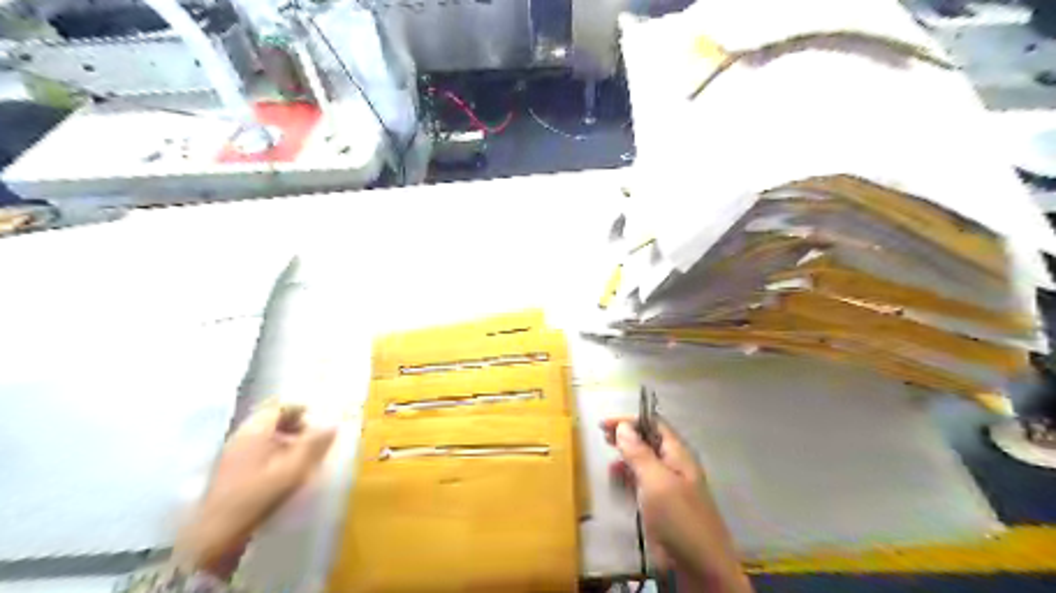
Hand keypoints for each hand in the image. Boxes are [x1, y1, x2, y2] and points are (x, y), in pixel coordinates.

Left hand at [173, 406, 336, 576]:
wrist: (216, 532)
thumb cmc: (258, 494)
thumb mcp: (294, 469)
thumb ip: (314, 445)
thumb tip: (334, 425)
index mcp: (255, 430)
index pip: (278, 406)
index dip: (299, 408)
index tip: (317, 418)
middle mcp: (240, 436)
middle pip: (269, 418)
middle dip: (293, 423)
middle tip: (311, 435)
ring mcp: (232, 452)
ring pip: (262, 434)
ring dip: (283, 437)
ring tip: (300, 453)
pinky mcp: (228, 469)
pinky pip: (255, 448)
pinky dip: (272, 449)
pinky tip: (282, 468)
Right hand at [603, 418, 750, 592]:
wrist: (701, 568)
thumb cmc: (679, 518)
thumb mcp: (656, 481)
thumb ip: (639, 453)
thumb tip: (624, 426)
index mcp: (678, 455)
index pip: (654, 425)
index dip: (630, 420)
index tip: (605, 424)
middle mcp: (674, 466)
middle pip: (649, 441)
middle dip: (626, 435)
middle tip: (603, 435)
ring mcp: (669, 487)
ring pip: (644, 461)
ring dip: (626, 454)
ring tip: (608, 454)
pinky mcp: (662, 506)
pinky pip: (642, 482)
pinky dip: (628, 475)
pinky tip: (617, 478)